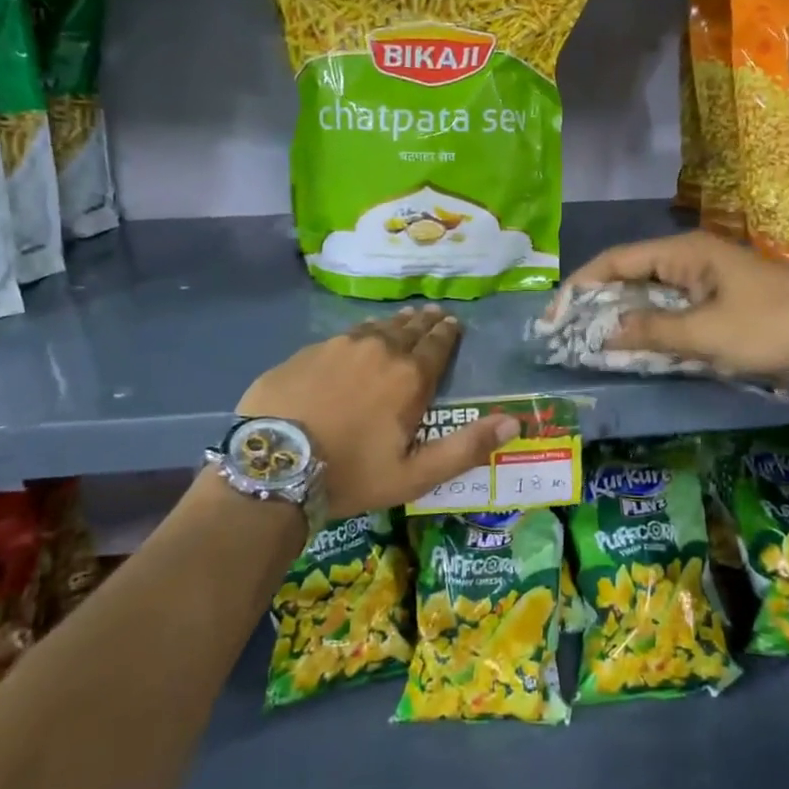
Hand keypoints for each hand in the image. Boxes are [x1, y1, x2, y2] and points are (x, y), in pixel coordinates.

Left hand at [238, 306, 520, 519]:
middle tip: (433, 314)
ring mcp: (339, 346)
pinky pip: (343, 336)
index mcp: (409, 377)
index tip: (453, 323)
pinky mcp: (307, 352)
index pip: (437, 344)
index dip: (447, 333)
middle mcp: (379, 350)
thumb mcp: (415, 474)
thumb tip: (514, 422)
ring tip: (402, 320)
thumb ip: (466, 448)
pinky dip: (359, 334)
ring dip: (393, 324)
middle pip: (408, 329)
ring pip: (375, 327)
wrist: (274, 468)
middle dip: (424, 322)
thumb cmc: (352, 474)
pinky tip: (356, 339)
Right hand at [558, 231, 788, 379]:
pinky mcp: (718, 297)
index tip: (556, 317)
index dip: (580, 287)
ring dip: (623, 317)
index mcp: (681, 253)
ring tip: (593, 344)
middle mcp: (688, 257)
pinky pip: (672, 308)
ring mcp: (704, 277)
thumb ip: (651, 332)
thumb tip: (605, 334)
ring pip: (649, 294)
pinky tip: (638, 347)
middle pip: (628, 275)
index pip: (614, 261)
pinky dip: (651, 325)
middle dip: (597, 304)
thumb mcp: (706, 334)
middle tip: (569, 336)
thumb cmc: (769, 325)